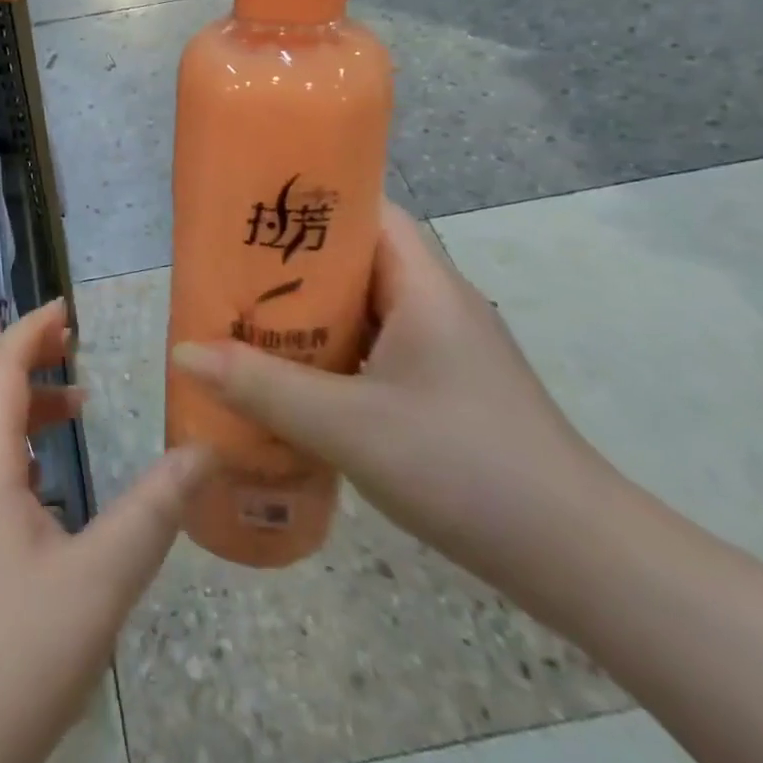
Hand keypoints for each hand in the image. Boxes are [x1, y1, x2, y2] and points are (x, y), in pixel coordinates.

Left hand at [0, 300, 209, 762]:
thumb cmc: (18, 655)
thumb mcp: (101, 581)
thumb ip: (154, 511)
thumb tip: (206, 451)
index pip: (0, 370)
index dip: (31, 330)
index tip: (68, 307)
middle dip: (22, 352)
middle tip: (71, 341)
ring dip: (20, 398)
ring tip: (75, 402)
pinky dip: (16, 440)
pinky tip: (51, 474)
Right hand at [171, 207, 607, 583]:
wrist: (579, 560)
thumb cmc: (464, 467)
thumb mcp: (349, 425)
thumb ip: (263, 387)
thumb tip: (183, 352)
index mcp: (424, 283)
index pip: (366, 209)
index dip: (310, 202)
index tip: (250, 211)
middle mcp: (435, 301)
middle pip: (356, 256)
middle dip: (292, 262)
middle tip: (229, 271)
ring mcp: (443, 346)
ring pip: (363, 306)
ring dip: (310, 311)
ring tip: (245, 319)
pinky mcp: (443, 385)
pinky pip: (374, 346)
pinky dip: (332, 350)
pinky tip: (293, 378)